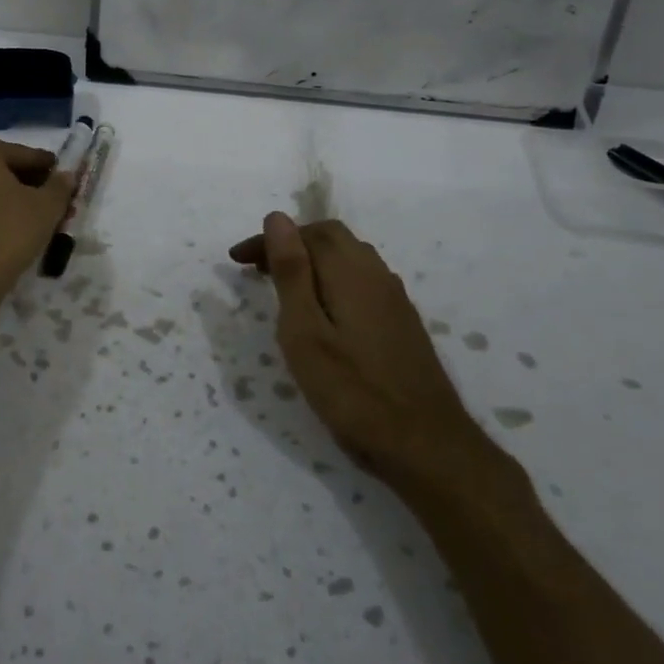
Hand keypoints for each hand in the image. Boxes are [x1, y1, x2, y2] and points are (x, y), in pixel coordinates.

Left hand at [0, 134, 75, 289]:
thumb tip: (66, 176)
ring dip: (7, 201)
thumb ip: (59, 185)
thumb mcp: (47, 206)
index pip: (21, 154)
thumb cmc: (8, 230)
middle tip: (52, 202)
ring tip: (34, 220)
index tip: (63, 179)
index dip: (46, 168)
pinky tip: (9, 233)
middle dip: (26, 185)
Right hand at [230, 213, 494, 488]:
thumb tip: (277, 218)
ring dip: (313, 261)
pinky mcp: (402, 323)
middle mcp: (376, 275)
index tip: (237, 260)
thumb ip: (292, 272)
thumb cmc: (352, 391)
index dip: (270, 238)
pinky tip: (323, 312)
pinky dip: (333, 280)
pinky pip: (363, 281)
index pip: (307, 233)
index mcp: (350, 272)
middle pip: (332, 238)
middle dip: (291, 244)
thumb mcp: (305, 332)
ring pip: (350, 259)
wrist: (426, 446)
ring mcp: (394, 300)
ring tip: (283, 287)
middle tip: (257, 268)